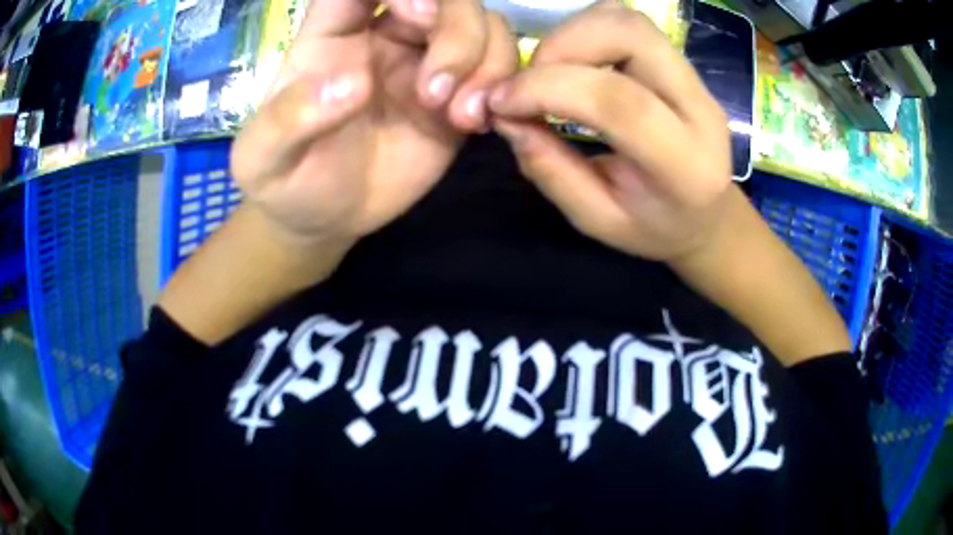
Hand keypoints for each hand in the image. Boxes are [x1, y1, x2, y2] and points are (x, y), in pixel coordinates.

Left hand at [231, 0, 517, 247]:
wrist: (323, 217)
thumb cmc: (286, 181)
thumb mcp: (266, 159)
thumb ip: (290, 119)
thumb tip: (353, 85)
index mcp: (333, 34)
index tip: (418, 17)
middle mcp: (384, 35)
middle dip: (456, 33)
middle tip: (435, 94)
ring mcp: (423, 61)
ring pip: (481, 23)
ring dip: (485, 61)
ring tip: (461, 116)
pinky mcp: (455, 94)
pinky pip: (497, 64)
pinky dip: (500, 83)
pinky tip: (478, 122)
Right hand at [488, 3, 733, 262]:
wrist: (708, 216)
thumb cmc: (656, 228)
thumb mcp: (598, 222)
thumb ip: (553, 172)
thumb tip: (505, 118)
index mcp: (685, 165)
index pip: (618, 102)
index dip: (548, 89)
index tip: (501, 102)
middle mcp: (700, 109)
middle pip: (631, 36)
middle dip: (563, 45)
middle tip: (530, 80)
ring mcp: (696, 80)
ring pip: (629, 21)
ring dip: (574, 33)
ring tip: (550, 71)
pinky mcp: (683, 64)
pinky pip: (630, 24)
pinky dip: (588, 31)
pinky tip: (575, 63)